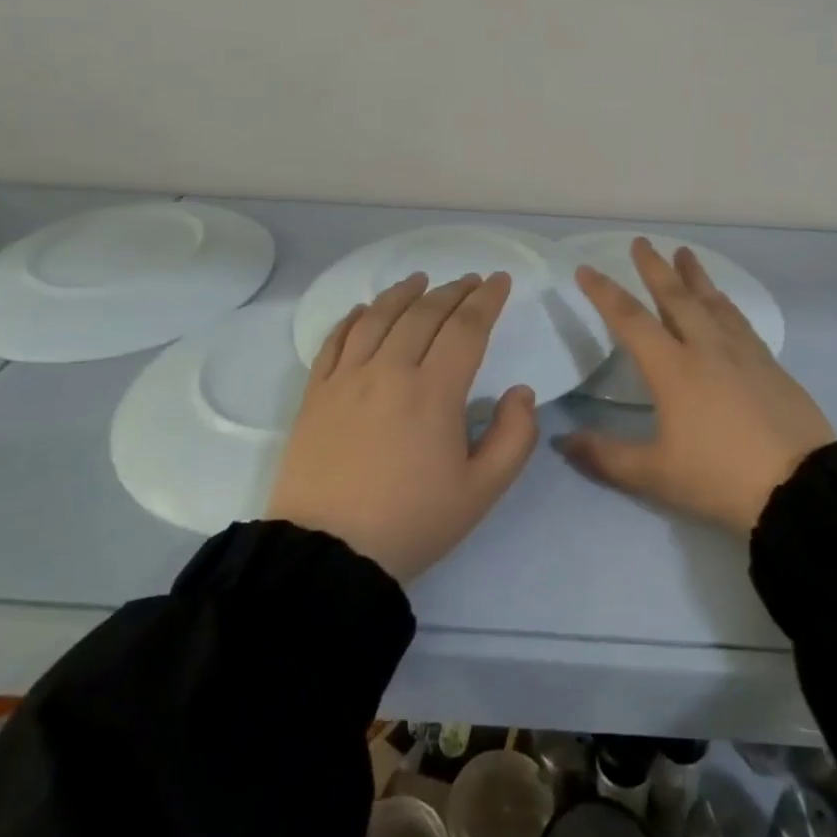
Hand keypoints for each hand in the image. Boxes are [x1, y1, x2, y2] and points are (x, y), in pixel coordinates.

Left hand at [267, 271, 539, 583]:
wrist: (326, 556)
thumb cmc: (412, 522)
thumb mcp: (481, 491)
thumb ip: (514, 437)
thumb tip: (520, 392)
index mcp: (434, 391)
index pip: (466, 328)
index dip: (487, 300)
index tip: (500, 281)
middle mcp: (389, 371)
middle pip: (424, 314)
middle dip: (453, 291)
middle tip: (470, 280)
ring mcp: (347, 379)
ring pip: (378, 317)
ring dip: (404, 293)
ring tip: (420, 280)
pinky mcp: (316, 394)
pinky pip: (335, 340)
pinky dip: (353, 317)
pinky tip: (365, 309)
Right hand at [563, 240, 833, 533]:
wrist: (799, 486)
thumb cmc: (719, 478)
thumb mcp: (655, 475)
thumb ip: (605, 455)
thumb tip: (562, 441)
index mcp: (673, 369)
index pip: (630, 320)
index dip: (604, 293)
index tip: (587, 269)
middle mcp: (706, 348)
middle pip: (675, 297)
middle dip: (654, 268)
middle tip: (641, 242)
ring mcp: (742, 353)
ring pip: (712, 301)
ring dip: (694, 275)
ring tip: (684, 253)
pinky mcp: (769, 364)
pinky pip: (739, 320)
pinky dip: (725, 302)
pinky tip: (724, 301)